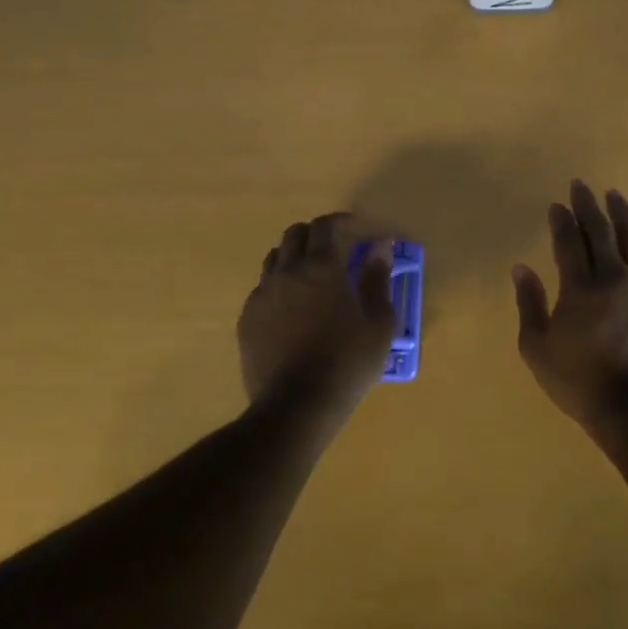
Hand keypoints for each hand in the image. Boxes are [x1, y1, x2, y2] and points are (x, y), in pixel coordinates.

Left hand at [238, 213, 396, 419]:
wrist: (296, 407)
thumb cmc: (347, 364)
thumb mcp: (379, 324)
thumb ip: (378, 279)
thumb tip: (380, 248)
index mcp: (322, 267)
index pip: (325, 226)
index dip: (341, 221)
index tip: (357, 230)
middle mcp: (287, 271)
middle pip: (295, 234)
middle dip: (316, 235)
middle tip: (336, 251)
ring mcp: (262, 294)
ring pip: (275, 258)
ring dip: (295, 257)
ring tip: (312, 279)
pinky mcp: (247, 318)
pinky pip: (263, 288)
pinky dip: (280, 286)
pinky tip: (293, 310)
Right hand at [512, 181, 627, 429]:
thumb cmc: (578, 381)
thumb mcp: (537, 348)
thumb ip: (529, 304)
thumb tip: (522, 269)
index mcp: (579, 287)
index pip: (568, 242)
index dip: (561, 220)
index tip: (556, 204)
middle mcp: (613, 278)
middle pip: (600, 231)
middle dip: (588, 205)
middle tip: (581, 186)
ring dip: (621, 214)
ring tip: (614, 195)